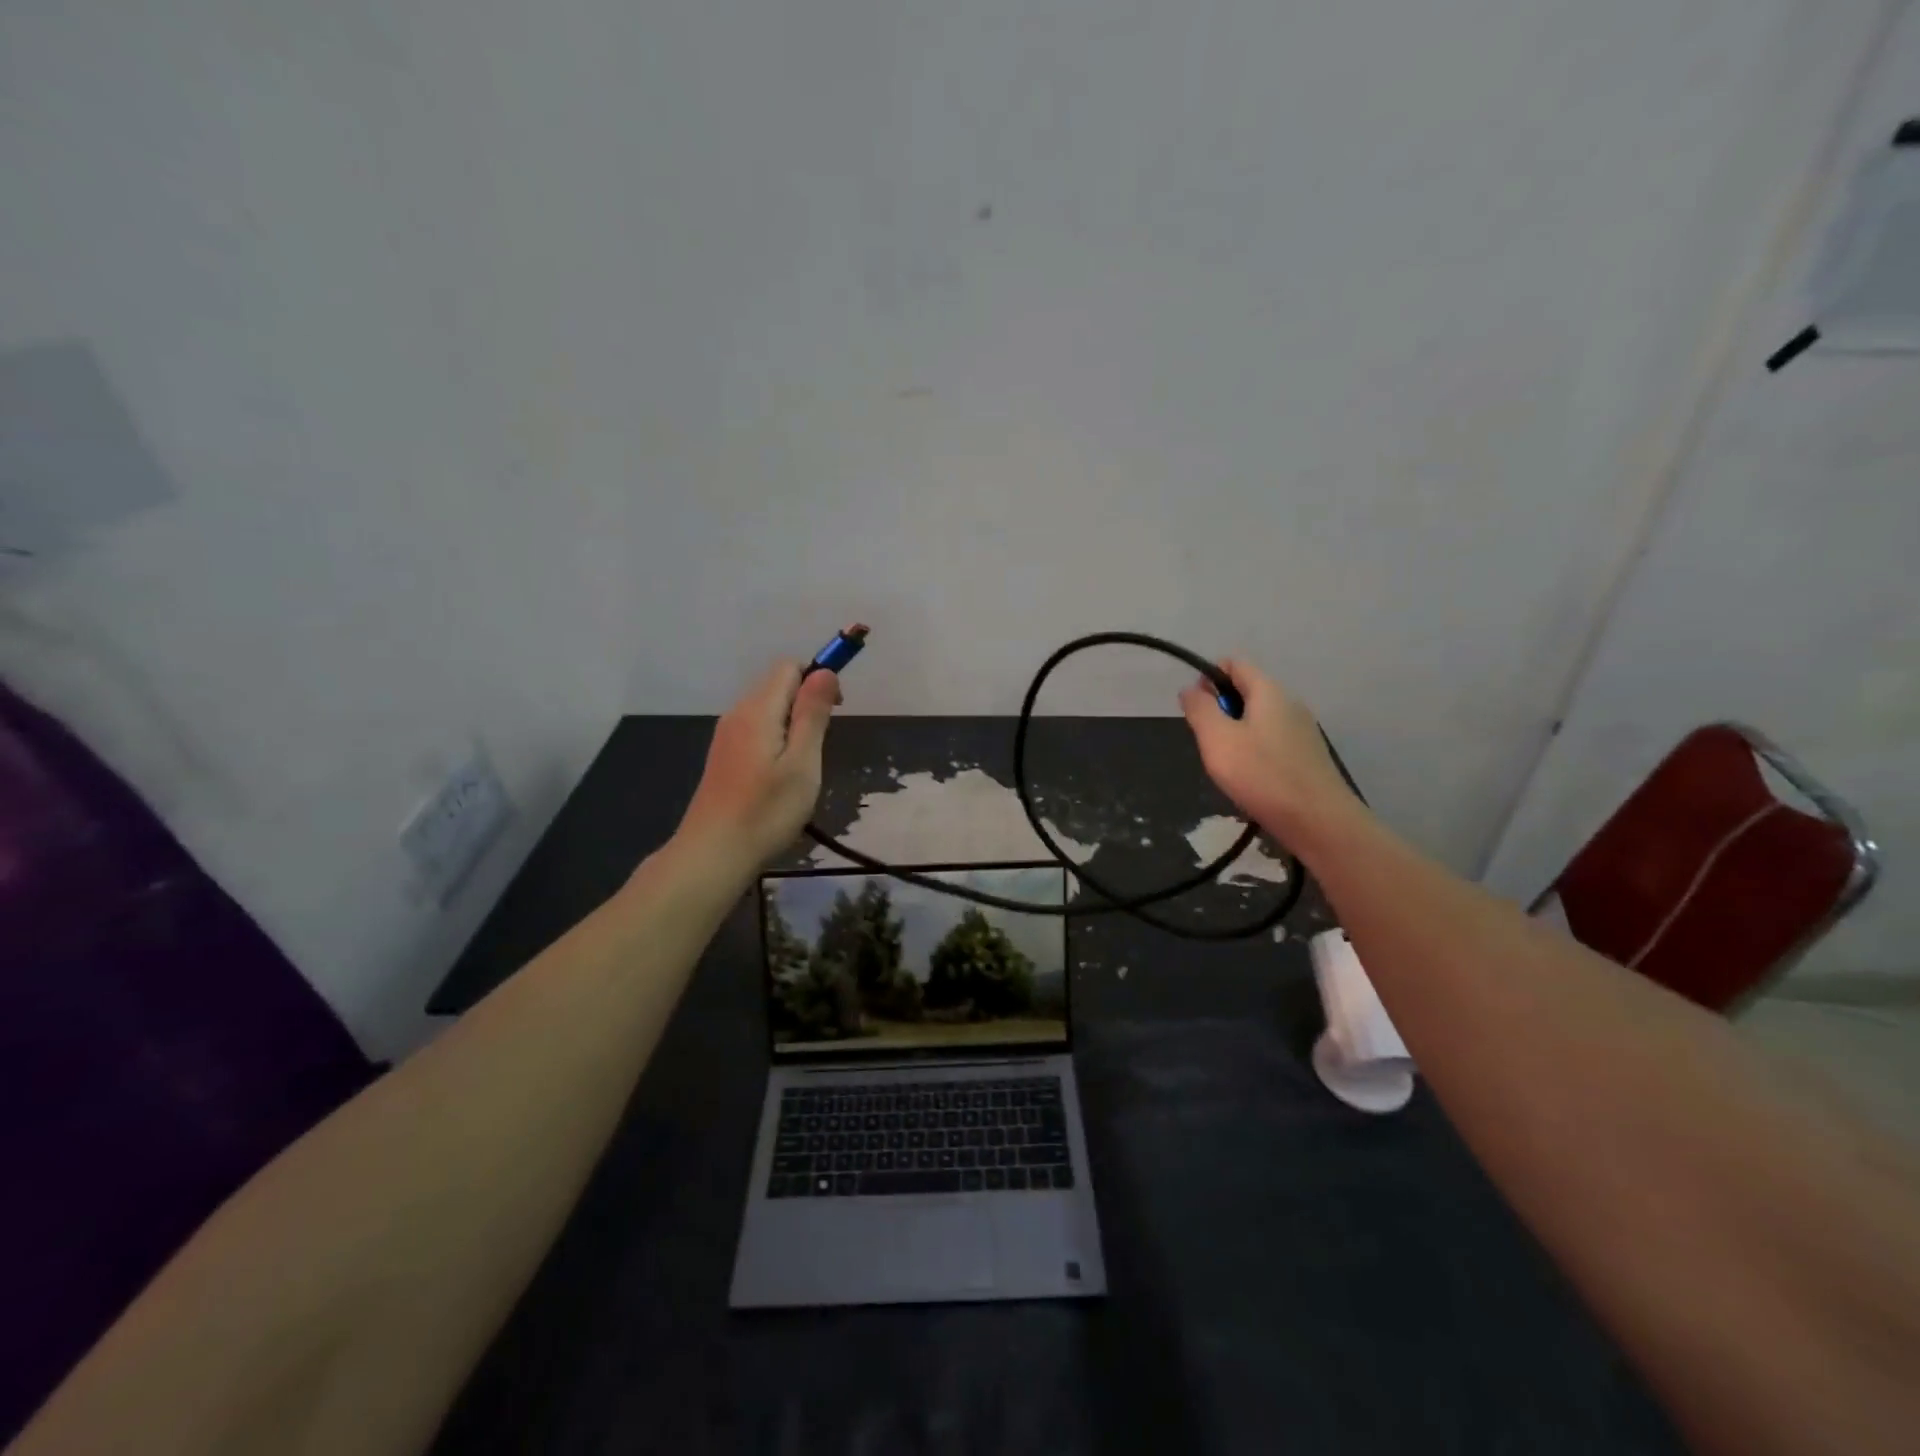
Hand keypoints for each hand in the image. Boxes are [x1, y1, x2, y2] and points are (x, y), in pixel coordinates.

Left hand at [677, 663, 841, 866]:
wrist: (713, 853)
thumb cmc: (766, 810)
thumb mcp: (802, 763)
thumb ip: (813, 714)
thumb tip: (826, 672)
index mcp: (758, 709)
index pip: (790, 667)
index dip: (818, 678)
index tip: (835, 713)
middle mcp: (738, 713)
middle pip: (777, 684)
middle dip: (806, 702)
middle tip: (820, 746)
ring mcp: (727, 735)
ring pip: (768, 708)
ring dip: (793, 723)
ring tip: (803, 766)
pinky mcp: (724, 756)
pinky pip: (756, 729)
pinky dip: (776, 739)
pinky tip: (780, 776)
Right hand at [1178, 658, 1353, 838]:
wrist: (1318, 821)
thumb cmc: (1261, 774)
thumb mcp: (1217, 739)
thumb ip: (1199, 709)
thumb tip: (1190, 689)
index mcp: (1268, 690)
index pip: (1234, 664)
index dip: (1208, 677)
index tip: (1195, 708)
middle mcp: (1289, 702)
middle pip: (1246, 690)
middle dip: (1220, 710)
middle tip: (1208, 742)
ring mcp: (1302, 730)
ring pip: (1258, 718)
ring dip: (1235, 733)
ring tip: (1227, 765)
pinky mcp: (1307, 755)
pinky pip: (1271, 740)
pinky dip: (1254, 751)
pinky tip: (1250, 779)